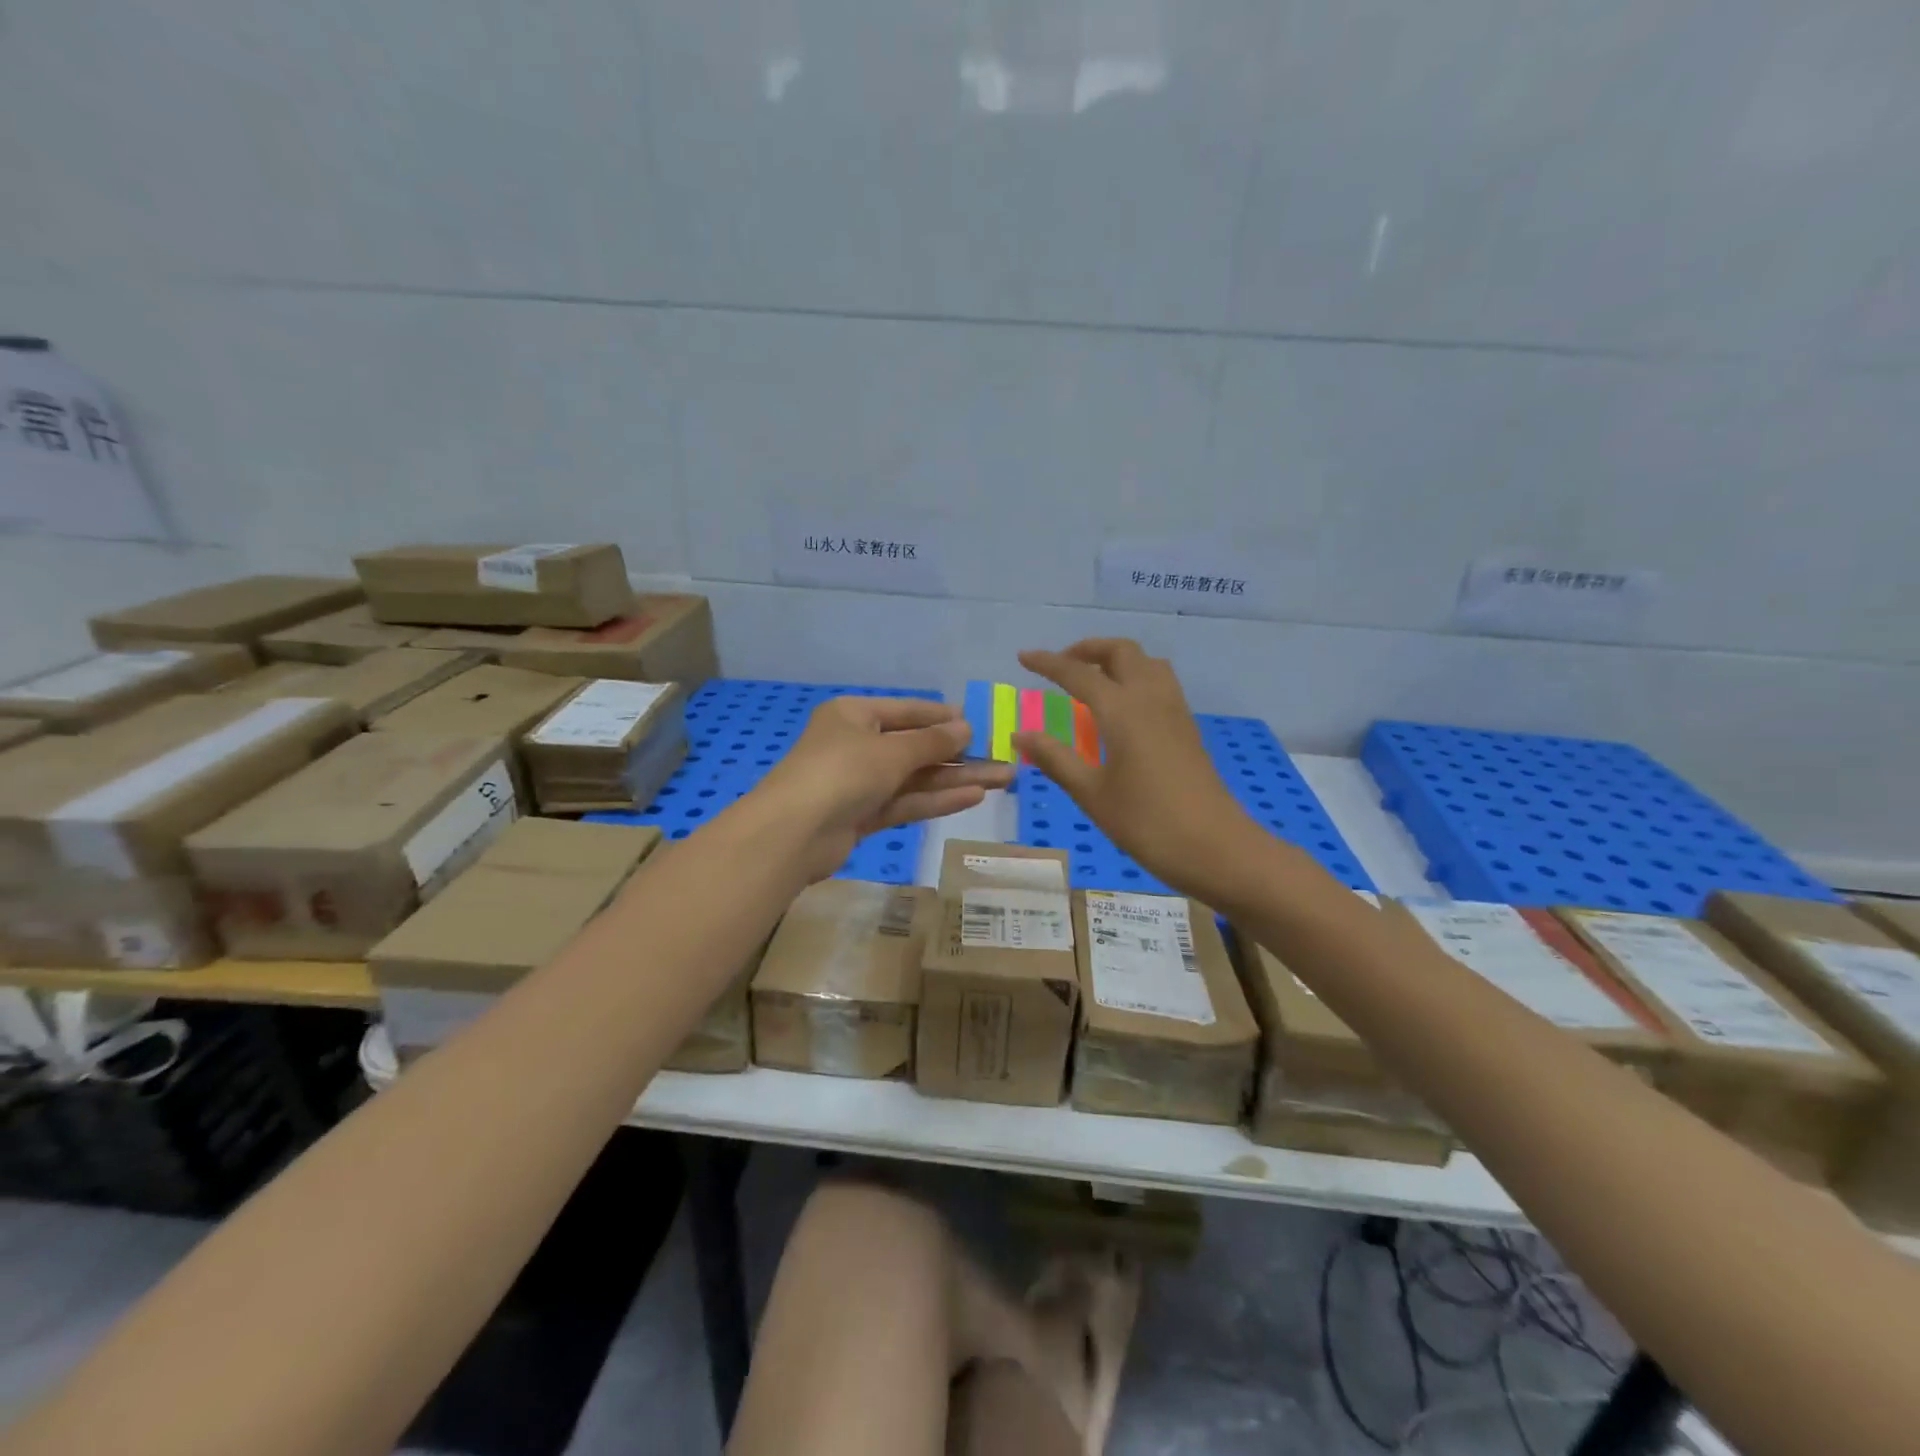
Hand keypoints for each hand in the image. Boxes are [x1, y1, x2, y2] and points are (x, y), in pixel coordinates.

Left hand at [750, 697, 1012, 881]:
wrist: (792, 834)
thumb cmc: (841, 772)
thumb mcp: (890, 751)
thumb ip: (931, 742)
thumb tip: (965, 727)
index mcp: (854, 715)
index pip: (907, 710)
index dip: (943, 717)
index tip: (978, 723)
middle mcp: (857, 744)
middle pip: (916, 747)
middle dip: (959, 754)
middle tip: (1004, 758)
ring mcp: (859, 783)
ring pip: (915, 777)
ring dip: (956, 779)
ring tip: (1002, 779)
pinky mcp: (863, 815)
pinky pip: (906, 801)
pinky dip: (936, 799)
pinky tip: (973, 796)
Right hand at [1013, 640, 1260, 902]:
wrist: (1216, 848)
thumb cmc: (1147, 823)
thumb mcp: (1092, 794)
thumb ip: (1055, 759)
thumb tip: (1020, 734)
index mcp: (1123, 710)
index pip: (1079, 674)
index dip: (1048, 663)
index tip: (1024, 656)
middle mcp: (1151, 699)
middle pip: (1122, 652)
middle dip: (1088, 650)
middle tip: (1061, 665)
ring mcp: (1175, 711)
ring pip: (1147, 663)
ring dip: (1116, 659)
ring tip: (1092, 679)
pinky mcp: (1187, 729)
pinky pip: (1160, 683)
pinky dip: (1135, 677)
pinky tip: (1122, 707)